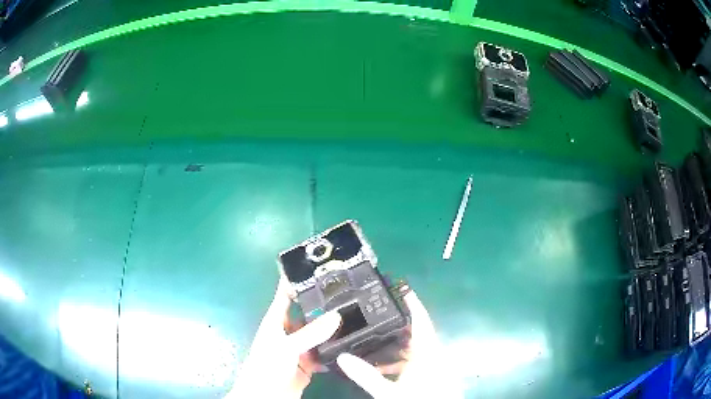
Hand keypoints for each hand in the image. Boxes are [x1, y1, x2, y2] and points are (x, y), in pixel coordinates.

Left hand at [227, 278, 340, 398]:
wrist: (266, 395)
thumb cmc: (266, 366)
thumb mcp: (287, 347)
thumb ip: (311, 333)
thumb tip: (337, 315)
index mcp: (277, 321)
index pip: (286, 294)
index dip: (297, 280)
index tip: (316, 267)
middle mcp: (289, 331)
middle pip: (307, 313)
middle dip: (323, 305)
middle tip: (348, 293)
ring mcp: (299, 348)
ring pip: (318, 333)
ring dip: (332, 329)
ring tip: (355, 316)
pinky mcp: (309, 363)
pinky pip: (324, 352)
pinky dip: (335, 349)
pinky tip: (350, 343)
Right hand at [336, 291, 461, 397]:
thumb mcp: (388, 391)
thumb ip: (366, 375)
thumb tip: (342, 358)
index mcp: (427, 354)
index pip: (421, 322)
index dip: (413, 304)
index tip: (403, 289)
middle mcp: (434, 356)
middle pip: (416, 334)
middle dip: (397, 327)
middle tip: (377, 317)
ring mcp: (434, 366)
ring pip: (415, 349)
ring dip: (397, 347)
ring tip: (374, 343)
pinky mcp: (433, 376)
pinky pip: (417, 362)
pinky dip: (401, 362)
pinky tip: (384, 368)